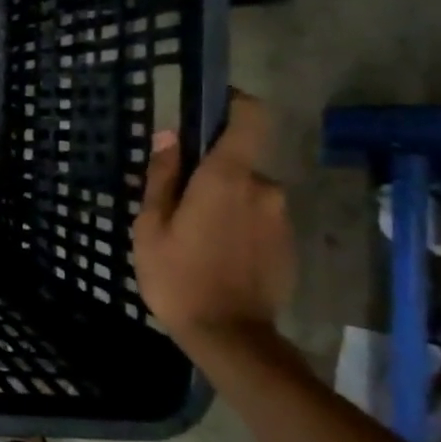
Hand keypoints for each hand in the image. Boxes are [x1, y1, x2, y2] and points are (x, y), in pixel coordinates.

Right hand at [132, 92, 293, 340]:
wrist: (230, 337)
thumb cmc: (178, 276)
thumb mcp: (151, 226)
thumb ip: (162, 177)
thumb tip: (168, 136)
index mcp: (227, 177)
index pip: (249, 117)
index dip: (234, 104)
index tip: (210, 109)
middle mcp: (264, 188)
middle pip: (238, 163)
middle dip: (211, 176)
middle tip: (178, 207)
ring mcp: (281, 218)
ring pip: (247, 194)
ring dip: (224, 205)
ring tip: (194, 239)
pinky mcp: (289, 245)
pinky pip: (259, 220)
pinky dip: (239, 228)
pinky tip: (217, 257)